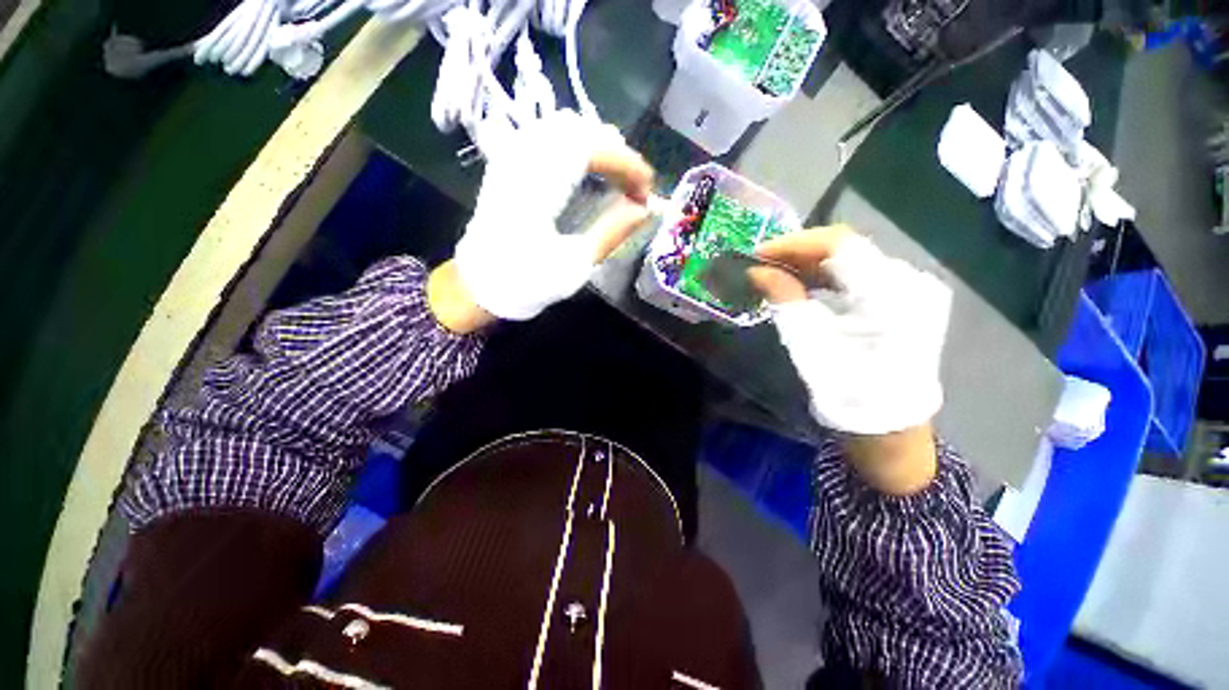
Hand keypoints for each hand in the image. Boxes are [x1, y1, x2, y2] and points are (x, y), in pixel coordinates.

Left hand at [440, 110, 653, 324]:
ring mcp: (512, 158)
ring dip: (598, 148)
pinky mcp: (509, 163)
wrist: (479, 286)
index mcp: (538, 187)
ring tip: (617, 179)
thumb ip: (612, 232)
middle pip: (580, 131)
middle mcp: (522, 161)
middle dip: (617, 154)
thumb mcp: (575, 265)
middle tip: (635, 188)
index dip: (627, 163)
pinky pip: (548, 136)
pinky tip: (588, 171)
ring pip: (563, 128)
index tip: (647, 191)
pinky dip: (577, 148)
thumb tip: (645, 210)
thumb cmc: (526, 282)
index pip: (591, 149)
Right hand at [749, 227, 950, 493]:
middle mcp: (910, 280)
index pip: (838, 243)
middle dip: (799, 253)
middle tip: (762, 265)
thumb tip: (756, 271)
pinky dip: (829, 276)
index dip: (793, 243)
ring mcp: (914, 289)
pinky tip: (805, 285)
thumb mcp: (807, 342)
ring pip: (853, 259)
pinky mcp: (908, 299)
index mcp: (889, 293)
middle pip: (847, 248)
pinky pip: (862, 274)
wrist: (889, 424)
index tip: (757, 254)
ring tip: (776, 274)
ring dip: (811, 264)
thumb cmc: (846, 389)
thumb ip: (783, 299)